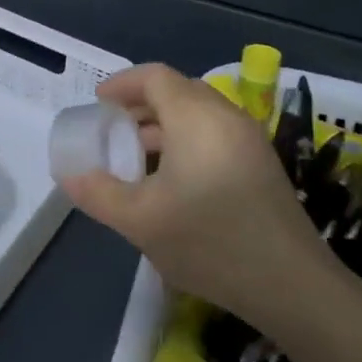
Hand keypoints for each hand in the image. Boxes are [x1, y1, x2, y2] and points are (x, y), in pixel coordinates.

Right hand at [60, 63, 325, 326]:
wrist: (291, 284)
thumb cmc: (209, 241)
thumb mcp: (140, 221)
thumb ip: (98, 194)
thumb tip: (70, 176)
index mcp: (196, 117)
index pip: (155, 77)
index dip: (122, 84)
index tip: (97, 103)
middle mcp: (226, 116)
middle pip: (178, 91)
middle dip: (140, 105)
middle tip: (113, 131)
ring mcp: (250, 139)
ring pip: (198, 114)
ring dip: (164, 125)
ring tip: (137, 158)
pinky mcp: (262, 163)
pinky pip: (216, 133)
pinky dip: (187, 140)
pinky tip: (173, 180)